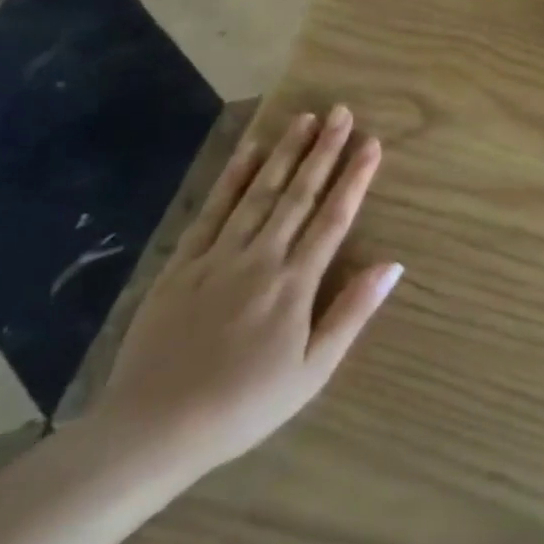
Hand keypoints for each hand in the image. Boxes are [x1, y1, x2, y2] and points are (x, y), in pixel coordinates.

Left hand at [93, 109, 401, 479]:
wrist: (151, 430)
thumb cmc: (244, 406)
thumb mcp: (312, 371)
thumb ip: (351, 313)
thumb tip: (392, 265)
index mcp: (295, 284)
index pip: (333, 218)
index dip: (354, 178)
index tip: (371, 143)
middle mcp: (260, 258)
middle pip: (298, 195)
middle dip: (323, 151)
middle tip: (341, 113)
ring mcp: (217, 258)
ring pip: (258, 194)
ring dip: (284, 153)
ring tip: (305, 118)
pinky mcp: (181, 265)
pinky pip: (212, 212)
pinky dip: (231, 178)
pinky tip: (248, 152)